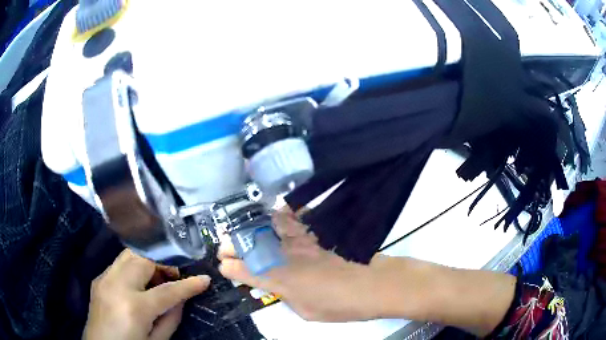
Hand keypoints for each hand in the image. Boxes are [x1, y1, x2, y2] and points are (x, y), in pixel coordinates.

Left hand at [84, 249, 210, 339]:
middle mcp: (116, 285)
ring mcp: (104, 278)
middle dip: (164, 264)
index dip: (189, 285)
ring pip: (130, 254)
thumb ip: (171, 318)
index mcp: (134, 308)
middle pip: (144, 259)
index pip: (168, 291)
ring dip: (148, 262)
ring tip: (156, 279)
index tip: (204, 279)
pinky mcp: (98, 278)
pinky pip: (119, 264)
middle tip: (174, 277)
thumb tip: (181, 298)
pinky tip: (138, 285)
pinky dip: (134, 268)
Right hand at [218, 208, 377, 321]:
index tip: (224, 266)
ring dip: (252, 227)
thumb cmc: (337, 306)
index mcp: (279, 281)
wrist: (368, 285)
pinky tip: (278, 213)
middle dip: (232, 245)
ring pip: (268, 227)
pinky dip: (283, 215)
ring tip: (245, 229)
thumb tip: (281, 287)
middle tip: (224, 246)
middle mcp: (284, 258)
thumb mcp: (305, 311)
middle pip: (250, 246)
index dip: (230, 268)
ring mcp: (299, 243)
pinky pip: (294, 219)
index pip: (245, 272)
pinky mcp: (314, 235)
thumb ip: (287, 297)